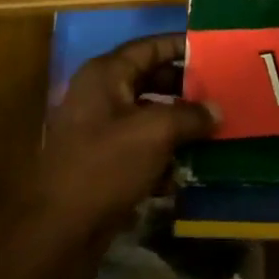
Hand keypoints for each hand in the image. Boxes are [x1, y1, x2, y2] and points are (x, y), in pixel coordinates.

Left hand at [21, 33, 215, 253]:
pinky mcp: (102, 163)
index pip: (150, 46)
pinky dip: (163, 155)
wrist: (57, 231)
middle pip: (150, 80)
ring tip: (214, 130)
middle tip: (221, 93)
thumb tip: (216, 110)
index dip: (182, 46)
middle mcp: (99, 95)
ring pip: (148, 116)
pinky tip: (188, 170)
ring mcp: (98, 130)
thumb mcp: (156, 133)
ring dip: (179, 125)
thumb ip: (190, 115)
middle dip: (186, 89)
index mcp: (105, 75)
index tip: (216, 50)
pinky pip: (140, 147)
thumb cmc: (105, 166)